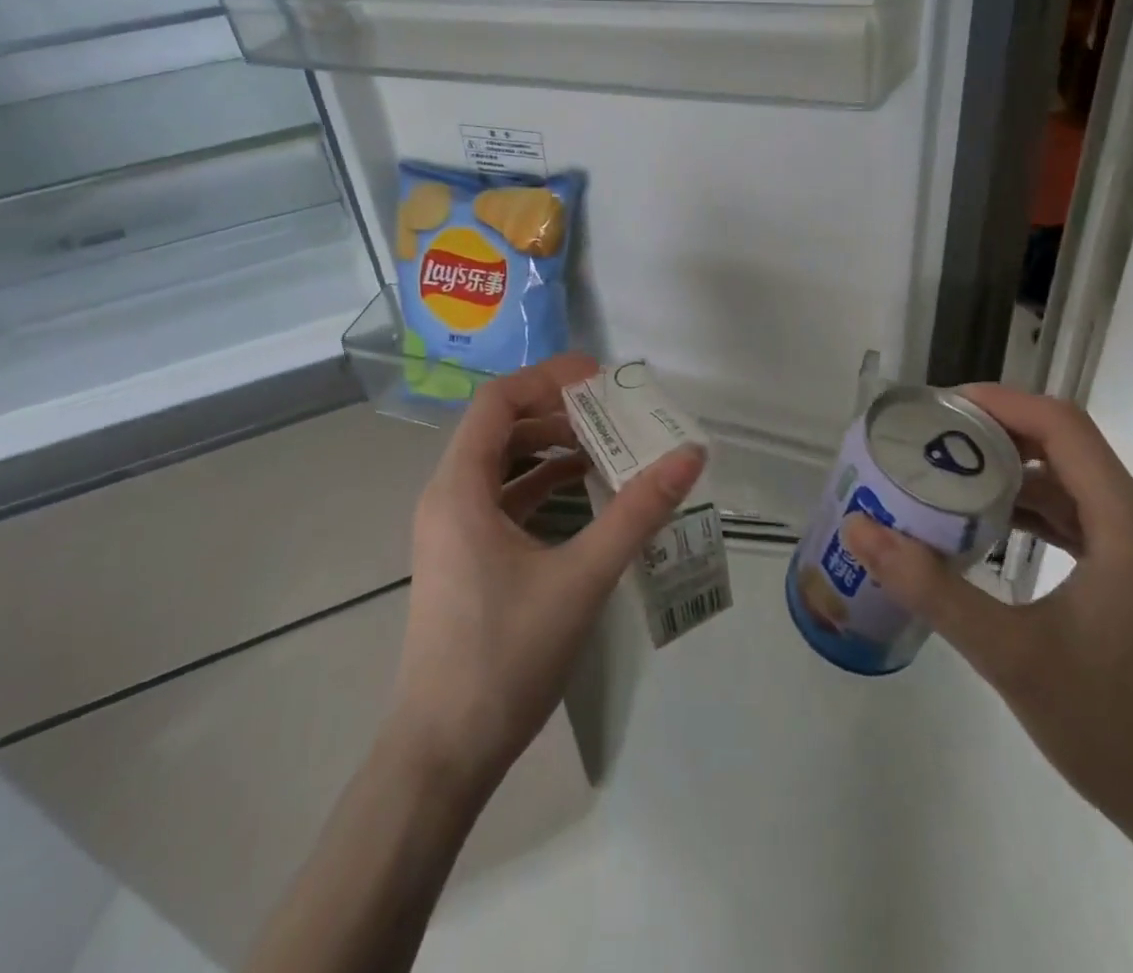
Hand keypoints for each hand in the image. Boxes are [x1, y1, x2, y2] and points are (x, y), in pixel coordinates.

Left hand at [388, 353, 705, 798]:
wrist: (443, 754)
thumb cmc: (506, 658)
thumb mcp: (582, 578)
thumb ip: (637, 513)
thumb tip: (689, 456)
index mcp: (459, 488)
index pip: (498, 401)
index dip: (547, 378)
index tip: (600, 377)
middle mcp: (447, 496)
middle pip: (500, 426)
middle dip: (556, 410)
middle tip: (613, 408)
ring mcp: (452, 528)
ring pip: (501, 463)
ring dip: (550, 447)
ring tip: (607, 442)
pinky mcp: (464, 556)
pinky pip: (502, 497)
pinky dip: (541, 483)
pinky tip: (584, 490)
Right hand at [840, 384, 1132, 858]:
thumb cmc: (1115, 731)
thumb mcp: (1009, 655)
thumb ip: (930, 587)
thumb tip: (859, 528)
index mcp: (1130, 526)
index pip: (1062, 426)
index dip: (999, 402)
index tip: (938, 407)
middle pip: (1067, 448)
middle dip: (995, 435)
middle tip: (929, 441)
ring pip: (1075, 485)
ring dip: (1014, 475)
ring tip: (949, 478)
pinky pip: (1085, 522)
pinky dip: (1037, 512)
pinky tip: (994, 531)